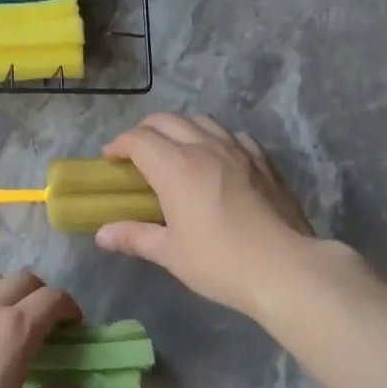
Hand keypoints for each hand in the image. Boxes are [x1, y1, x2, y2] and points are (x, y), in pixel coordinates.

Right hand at [95, 114, 316, 318]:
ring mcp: (238, 150)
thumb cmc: (219, 262)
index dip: (119, 145)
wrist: (284, 267)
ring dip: (179, 127)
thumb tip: (102, 235)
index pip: (139, 140)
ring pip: (202, 120)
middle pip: (167, 120)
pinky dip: (213, 136)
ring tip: (173, 148)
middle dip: (145, 131)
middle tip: (135, 152)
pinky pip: (232, 134)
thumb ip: (135, 237)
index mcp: (176, 167)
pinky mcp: (263, 160)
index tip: (110, 159)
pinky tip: (215, 155)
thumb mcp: (170, 253)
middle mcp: (205, 147)